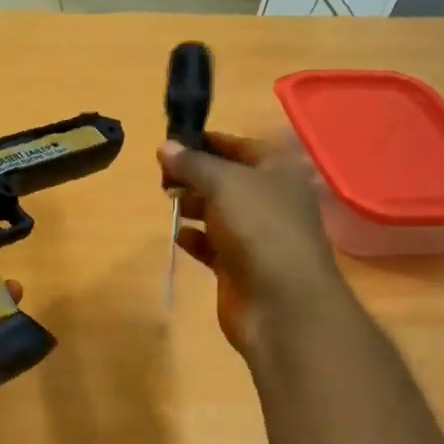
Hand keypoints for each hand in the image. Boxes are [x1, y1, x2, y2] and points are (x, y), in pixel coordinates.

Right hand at [160, 132, 344, 359]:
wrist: (281, 302)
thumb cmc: (259, 228)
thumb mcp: (223, 183)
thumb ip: (192, 164)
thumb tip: (164, 146)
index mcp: (278, 170)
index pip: (240, 145)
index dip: (208, 141)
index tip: (172, 142)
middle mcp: (269, 199)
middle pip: (227, 179)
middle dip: (195, 175)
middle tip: (162, 176)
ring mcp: (255, 235)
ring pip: (218, 212)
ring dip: (193, 206)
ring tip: (167, 201)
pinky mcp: (239, 266)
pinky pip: (212, 246)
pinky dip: (195, 239)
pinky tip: (179, 236)